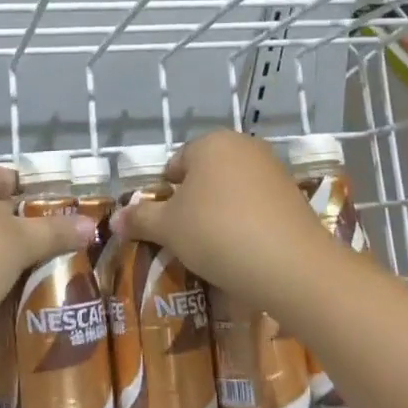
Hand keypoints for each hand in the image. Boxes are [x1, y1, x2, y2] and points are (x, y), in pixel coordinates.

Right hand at [116, 131, 343, 310]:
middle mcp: (244, 146)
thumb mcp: (169, 228)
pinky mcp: (294, 195)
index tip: (165, 225)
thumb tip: (114, 218)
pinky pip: (257, 206)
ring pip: (232, 191)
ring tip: (214, 249)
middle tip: (186, 238)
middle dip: (194, 203)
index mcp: (211, 143)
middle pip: (206, 175)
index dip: (166, 195)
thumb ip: (140, 219)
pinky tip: (244, 251)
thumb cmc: (217, 233)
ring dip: (220, 214)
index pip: (177, 164)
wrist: (291, 264)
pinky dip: (247, 223)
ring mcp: (273, 169)